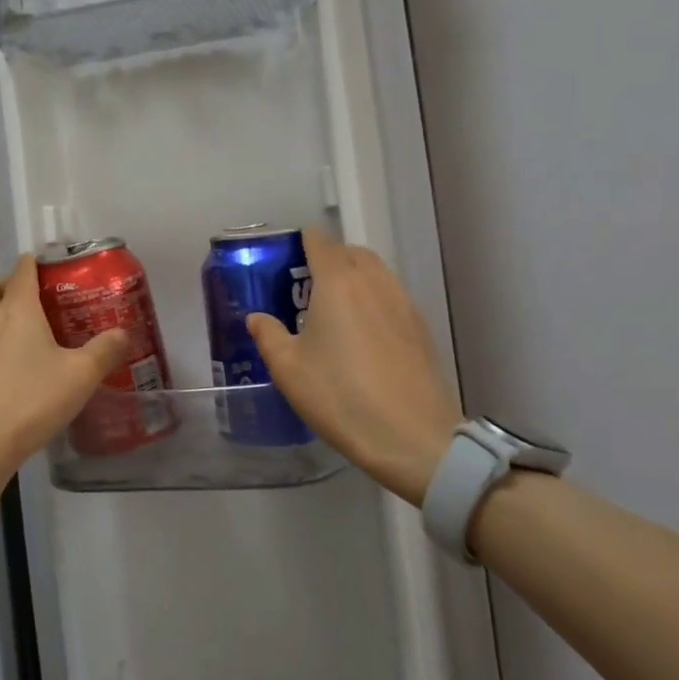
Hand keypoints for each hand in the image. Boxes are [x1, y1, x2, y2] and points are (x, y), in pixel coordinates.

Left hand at [0, 254, 132, 478]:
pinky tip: (13, 373)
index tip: (55, 266)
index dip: (37, 262)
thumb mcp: (80, 375)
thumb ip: (104, 351)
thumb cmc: (31, 399)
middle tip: (36, 301)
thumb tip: (123, 334)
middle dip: (9, 284)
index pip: (22, 269)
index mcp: (16, 309)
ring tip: (29, 339)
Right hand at [246, 227, 461, 506]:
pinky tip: (363, 334)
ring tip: (335, 308)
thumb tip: (257, 317)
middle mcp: (374, 283)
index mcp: (338, 283)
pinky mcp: (421, 328)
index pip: (321, 242)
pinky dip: (374, 300)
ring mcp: (403, 304)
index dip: (303, 241)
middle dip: (330, 257)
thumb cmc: (340, 396)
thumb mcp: (288, 370)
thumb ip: (269, 336)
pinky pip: (392, 297)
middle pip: (352, 252)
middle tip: (307, 284)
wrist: (412, 438)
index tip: (288, 255)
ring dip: (355, 277)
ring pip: (377, 273)